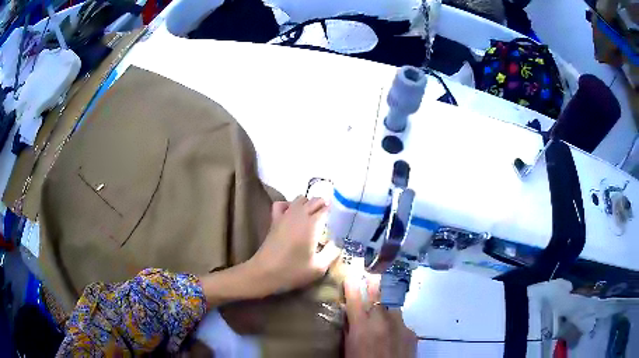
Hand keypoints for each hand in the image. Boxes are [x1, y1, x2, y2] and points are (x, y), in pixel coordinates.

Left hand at [248, 196, 341, 294]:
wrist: (264, 273)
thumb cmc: (292, 271)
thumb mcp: (319, 268)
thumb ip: (332, 253)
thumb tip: (339, 243)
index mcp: (312, 223)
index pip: (327, 208)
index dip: (336, 211)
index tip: (342, 220)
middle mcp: (299, 214)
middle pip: (315, 200)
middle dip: (325, 206)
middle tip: (331, 221)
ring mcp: (285, 215)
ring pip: (300, 199)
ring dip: (309, 204)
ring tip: (315, 217)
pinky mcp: (274, 220)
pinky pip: (282, 204)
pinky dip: (289, 205)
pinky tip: (293, 214)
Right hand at [344, 274, 417, 357]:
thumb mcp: (348, 349)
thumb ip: (349, 330)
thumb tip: (349, 314)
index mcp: (362, 327)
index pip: (355, 296)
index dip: (352, 284)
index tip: (351, 275)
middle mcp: (383, 320)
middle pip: (378, 292)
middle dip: (372, 283)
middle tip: (369, 277)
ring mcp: (401, 325)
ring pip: (392, 305)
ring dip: (385, 305)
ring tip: (381, 313)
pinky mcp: (412, 332)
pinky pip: (401, 321)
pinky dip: (394, 323)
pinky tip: (392, 334)